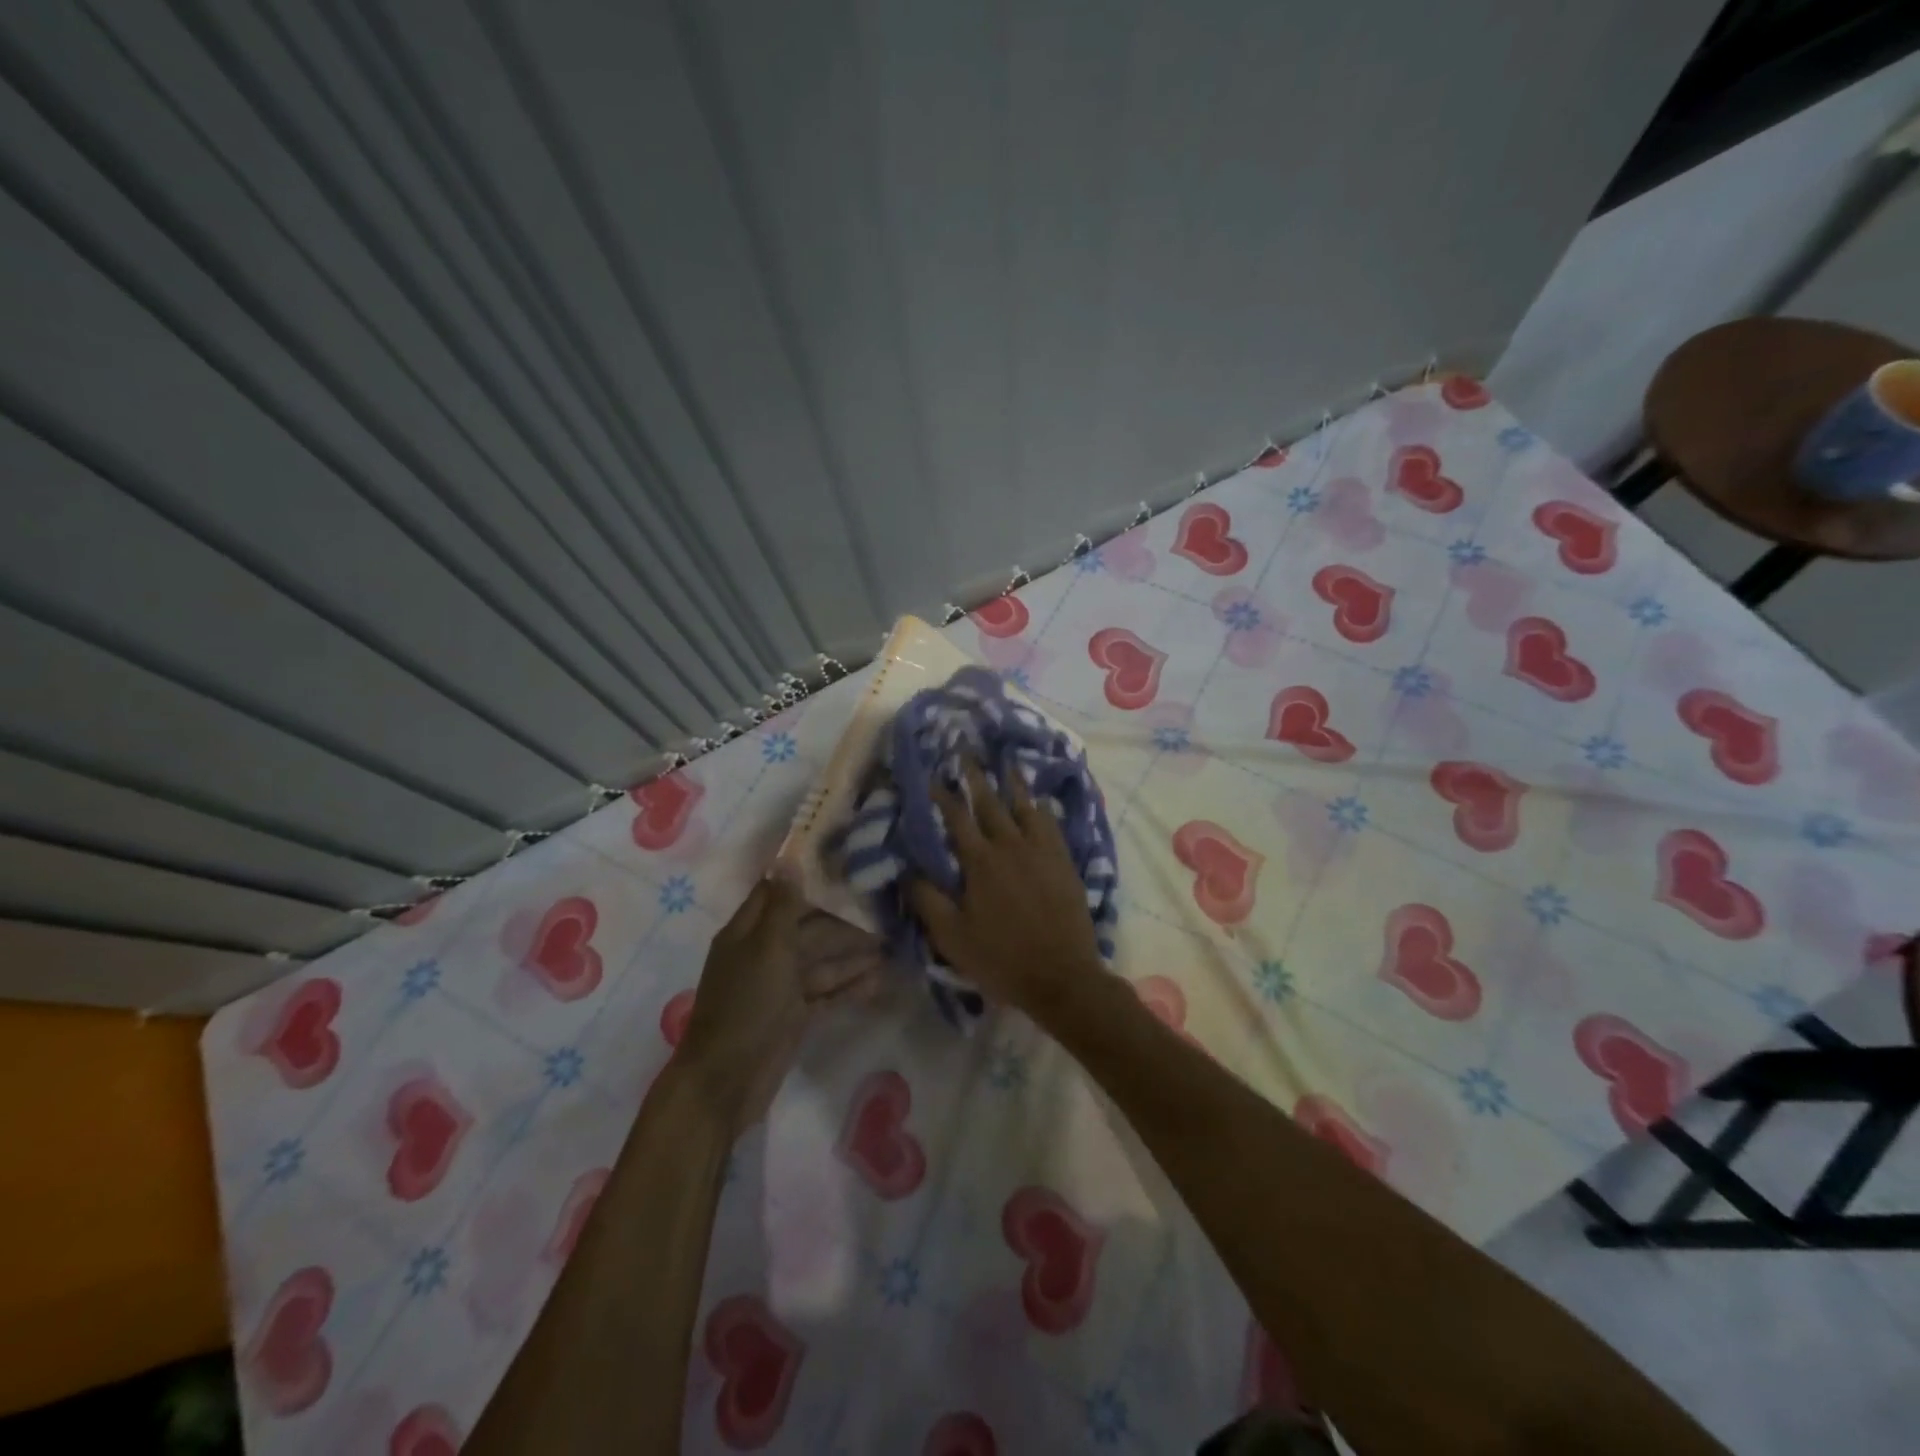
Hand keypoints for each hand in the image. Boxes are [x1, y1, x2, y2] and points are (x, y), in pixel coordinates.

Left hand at [674, 874, 884, 1132]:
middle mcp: (764, 953)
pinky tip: (880, 979)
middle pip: (808, 927)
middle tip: (885, 910)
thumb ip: (784, 906)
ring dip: (853, 954)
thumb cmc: (746, 1006)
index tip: (846, 862)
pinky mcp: (795, 1015)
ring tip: (892, 944)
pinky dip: (850, 986)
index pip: (779, 892)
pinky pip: (826, 992)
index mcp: (748, 932)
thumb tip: (788, 857)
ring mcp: (780, 986)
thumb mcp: (767, 948)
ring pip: (822, 961)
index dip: (808, 877)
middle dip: (843, 920)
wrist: (725, 1082)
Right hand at [908, 759, 1107, 1022]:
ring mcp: (1042, 852)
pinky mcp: (1064, 862)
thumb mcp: (952, 938)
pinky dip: (1042, 808)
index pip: (957, 819)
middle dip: (976, 777)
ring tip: (1006, 762)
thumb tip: (908, 870)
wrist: (1062, 976)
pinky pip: (1052, 824)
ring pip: (1025, 807)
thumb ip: (928, 901)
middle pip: (991, 803)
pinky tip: (1040, 801)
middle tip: (967, 752)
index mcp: (980, 863)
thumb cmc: (1002, 959)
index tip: (934, 776)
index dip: (944, 796)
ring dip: (1013, 783)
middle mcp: (1011, 846)